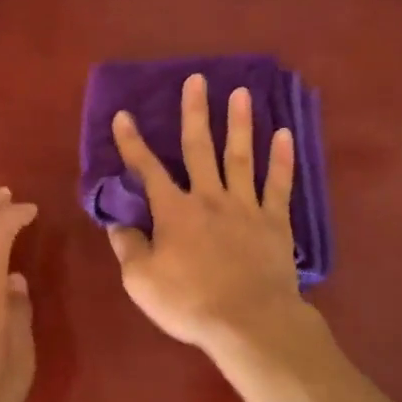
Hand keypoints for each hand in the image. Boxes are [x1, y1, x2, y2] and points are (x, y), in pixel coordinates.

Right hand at [107, 74, 306, 354]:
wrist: (249, 322)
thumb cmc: (190, 302)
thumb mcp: (141, 280)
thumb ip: (128, 246)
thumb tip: (117, 221)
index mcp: (174, 211)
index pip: (147, 169)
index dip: (132, 142)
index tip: (123, 114)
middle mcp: (208, 197)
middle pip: (200, 147)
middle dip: (195, 112)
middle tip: (197, 79)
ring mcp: (245, 206)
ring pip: (240, 156)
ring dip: (239, 123)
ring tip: (241, 93)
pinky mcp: (274, 221)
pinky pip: (278, 185)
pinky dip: (282, 160)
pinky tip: (285, 135)